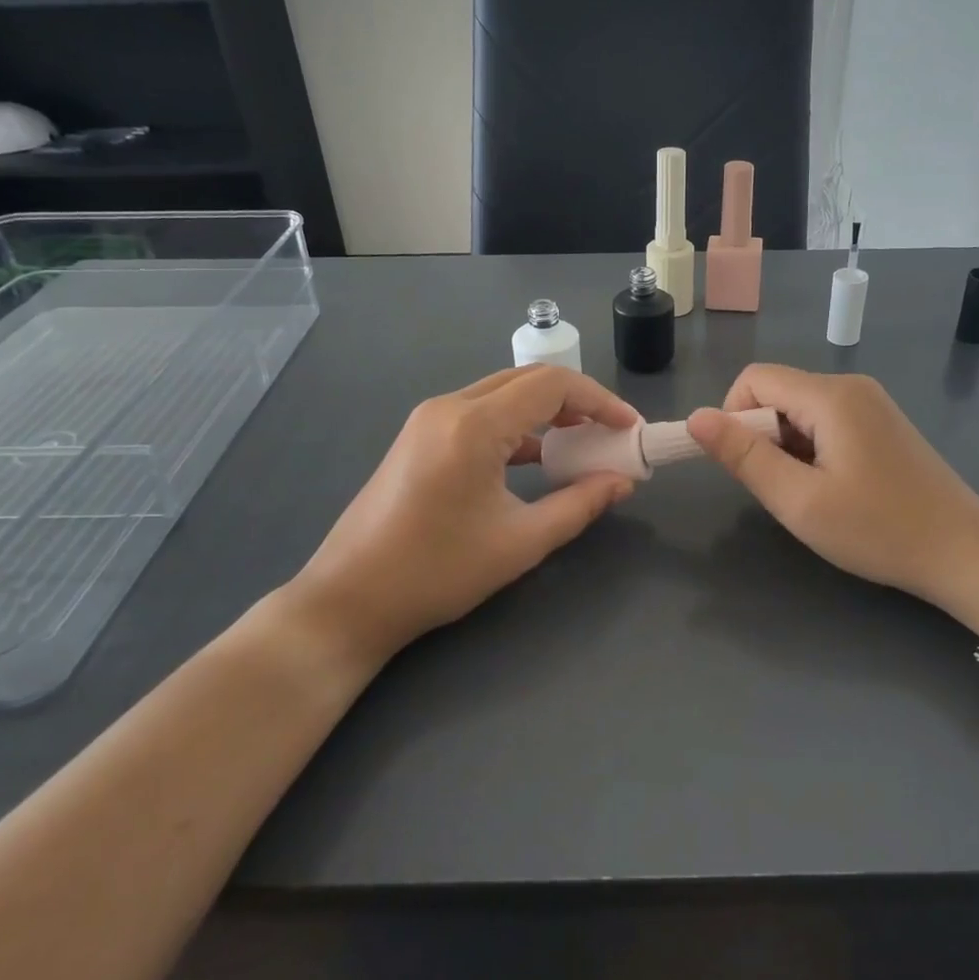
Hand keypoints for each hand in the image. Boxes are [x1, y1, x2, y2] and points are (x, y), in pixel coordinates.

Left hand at [284, 365, 639, 667]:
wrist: (349, 599)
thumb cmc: (437, 573)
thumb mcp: (520, 542)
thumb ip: (579, 505)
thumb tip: (623, 482)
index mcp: (474, 425)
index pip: (553, 385)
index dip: (600, 400)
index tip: (630, 429)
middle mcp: (450, 406)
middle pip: (529, 380)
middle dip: (577, 401)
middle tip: (610, 435)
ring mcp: (429, 419)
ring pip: (504, 393)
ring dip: (547, 411)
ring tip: (581, 445)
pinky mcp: (420, 435)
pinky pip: (481, 413)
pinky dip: (517, 425)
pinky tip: (537, 458)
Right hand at [688, 366, 978, 620]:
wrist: (964, 552)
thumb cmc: (878, 530)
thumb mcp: (799, 500)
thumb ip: (744, 456)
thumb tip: (696, 417)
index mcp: (831, 396)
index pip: (754, 379)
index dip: (733, 417)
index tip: (745, 467)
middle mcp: (851, 386)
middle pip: (778, 393)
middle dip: (762, 436)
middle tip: (784, 490)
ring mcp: (872, 403)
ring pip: (800, 410)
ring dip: (788, 447)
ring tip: (812, 494)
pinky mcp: (882, 423)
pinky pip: (827, 421)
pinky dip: (813, 449)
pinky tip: (835, 488)